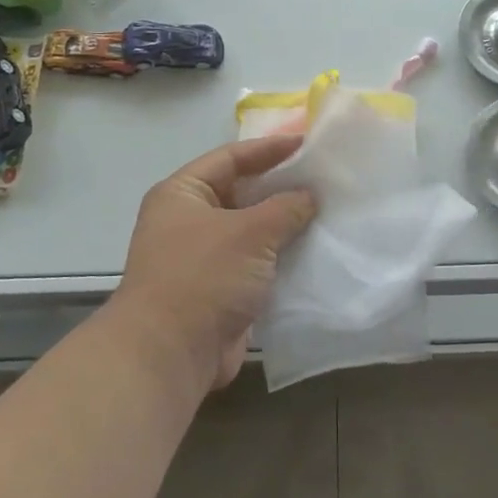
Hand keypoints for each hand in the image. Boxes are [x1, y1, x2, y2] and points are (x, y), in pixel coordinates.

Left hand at [113, 136, 316, 393]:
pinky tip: (315, 250)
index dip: (268, 148)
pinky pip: (256, 262)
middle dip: (280, 186)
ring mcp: (203, 257)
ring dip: (284, 224)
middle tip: (323, 177)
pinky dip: (281, 256)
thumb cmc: (203, 277)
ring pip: (251, 230)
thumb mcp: (250, 232)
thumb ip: (285, 207)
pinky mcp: (219, 289)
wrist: (169, 354)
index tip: (307, 143)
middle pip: (241, 192)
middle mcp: (188, 221)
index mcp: (182, 194)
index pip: (230, 158)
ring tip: (327, 211)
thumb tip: (308, 196)